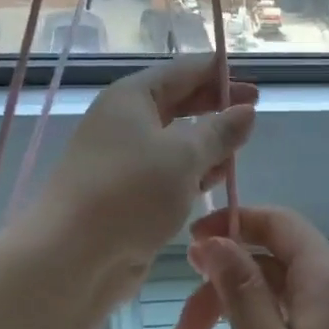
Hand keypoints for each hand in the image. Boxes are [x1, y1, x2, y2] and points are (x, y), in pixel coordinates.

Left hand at [33, 56, 256, 299]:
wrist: (73, 257)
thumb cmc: (130, 193)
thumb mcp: (184, 155)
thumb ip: (219, 131)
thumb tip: (246, 110)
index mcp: (131, 97)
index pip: (182, 71)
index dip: (219, 74)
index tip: (256, 86)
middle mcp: (123, 122)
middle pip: (177, 104)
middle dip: (215, 109)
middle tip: (253, 117)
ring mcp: (123, 160)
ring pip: (173, 141)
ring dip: (205, 144)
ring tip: (239, 152)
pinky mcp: (127, 194)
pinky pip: (166, 173)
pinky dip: (191, 173)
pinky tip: (214, 183)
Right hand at [174, 205, 328, 328]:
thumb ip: (241, 292)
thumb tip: (218, 241)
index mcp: (328, 279)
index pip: (278, 222)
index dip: (232, 224)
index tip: (189, 249)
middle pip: (275, 261)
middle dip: (224, 283)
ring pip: (285, 292)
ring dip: (239, 309)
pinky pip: (301, 316)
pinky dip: (264, 326)